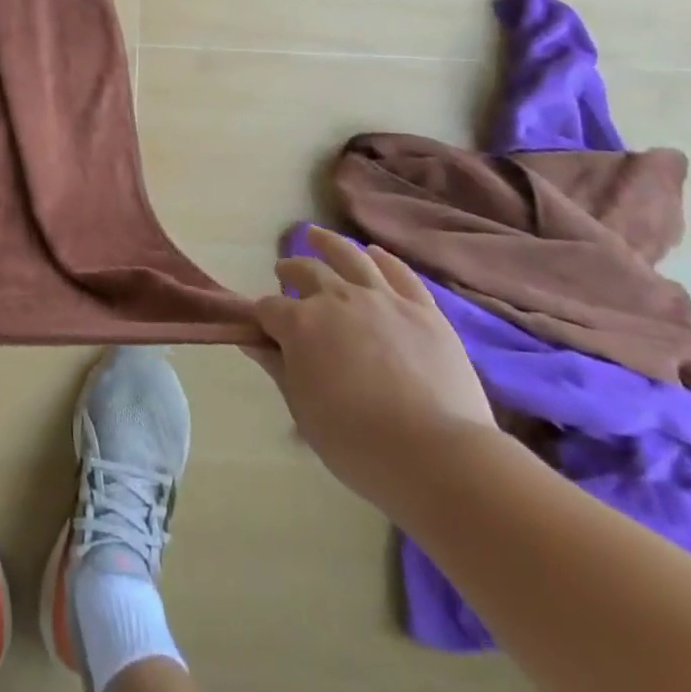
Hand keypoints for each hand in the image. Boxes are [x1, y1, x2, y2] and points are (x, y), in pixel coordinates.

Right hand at [248, 227, 496, 506]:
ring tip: (316, 235)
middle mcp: (336, 299)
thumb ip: (279, 370)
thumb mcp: (304, 412)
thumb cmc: (358, 444)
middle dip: (290, 272)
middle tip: (284, 274)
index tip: (262, 328)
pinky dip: (383, 259)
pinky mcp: (422, 309)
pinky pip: (399, 273)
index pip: (268, 308)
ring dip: (327, 243)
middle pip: (305, 272)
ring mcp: (381, 298)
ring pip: (348, 256)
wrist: (437, 456)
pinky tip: (374, 252)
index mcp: (300, 325)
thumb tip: (252, 343)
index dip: (261, 317)